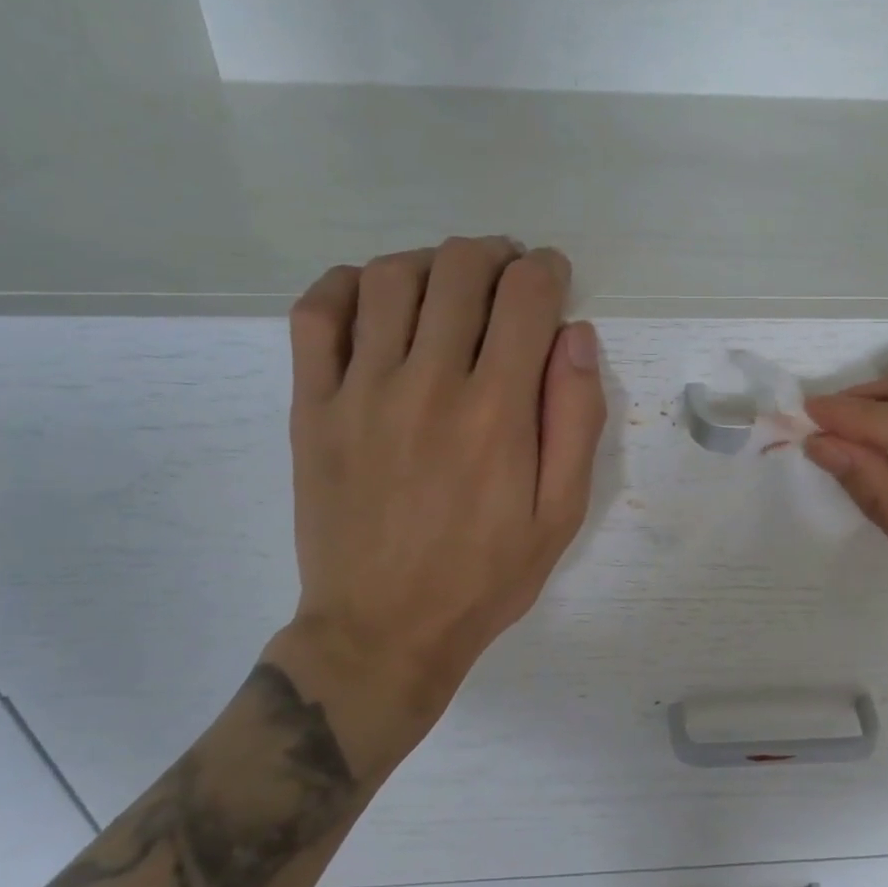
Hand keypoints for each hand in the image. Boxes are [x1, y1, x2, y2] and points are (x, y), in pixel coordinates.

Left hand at [269, 238, 606, 753]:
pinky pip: (318, 313)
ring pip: (391, 276)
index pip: (526, 295)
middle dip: (497, 256)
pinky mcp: (311, 406)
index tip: (553, 280)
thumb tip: (576, 336)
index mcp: (497, 411)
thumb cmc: (484, 578)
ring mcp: (360, 390)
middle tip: (509, 279)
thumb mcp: (561, 515)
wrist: (382, 630)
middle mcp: (428, 382)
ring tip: (449, 288)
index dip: (548, 271)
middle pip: (460, 268)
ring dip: (432, 263)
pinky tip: (376, 301)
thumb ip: (576, 420)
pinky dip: (347, 285)